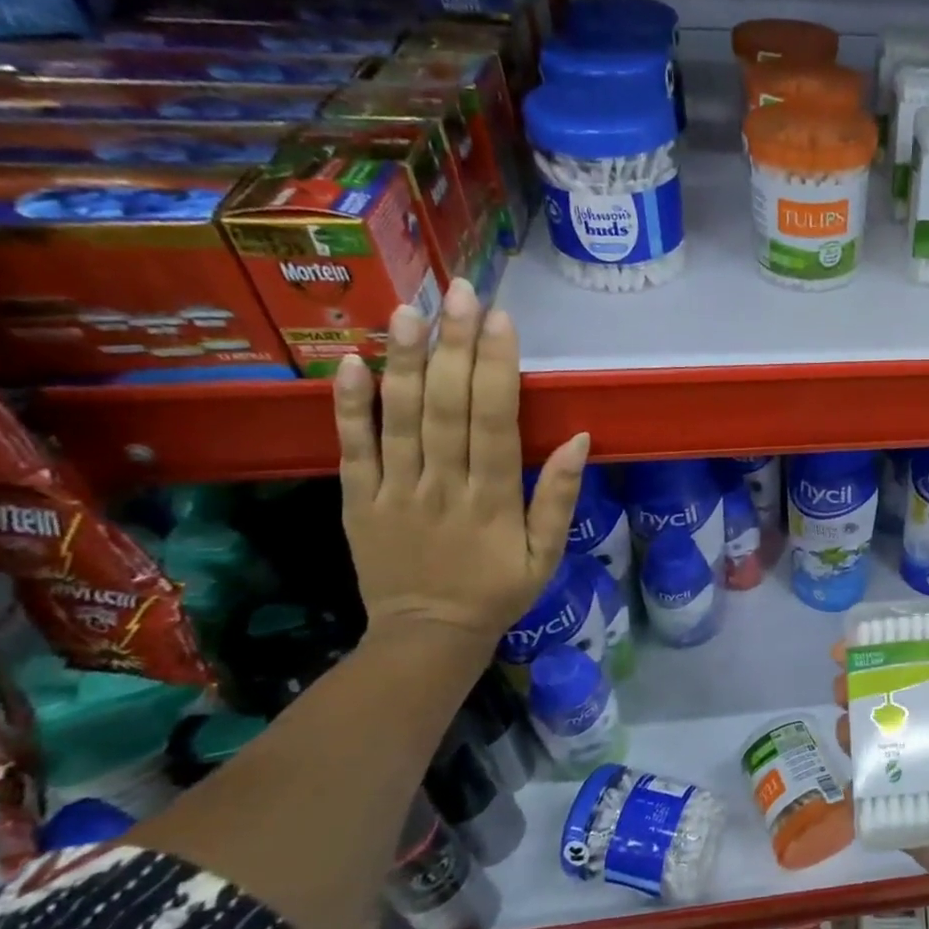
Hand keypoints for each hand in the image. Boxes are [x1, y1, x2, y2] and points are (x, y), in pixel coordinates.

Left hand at [333, 278, 588, 648]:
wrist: (427, 636)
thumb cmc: (498, 592)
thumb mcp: (546, 555)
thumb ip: (558, 498)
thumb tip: (579, 439)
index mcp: (492, 502)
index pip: (493, 423)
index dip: (496, 369)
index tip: (500, 320)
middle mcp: (441, 487)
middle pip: (446, 408)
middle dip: (454, 346)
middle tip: (459, 292)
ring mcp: (393, 492)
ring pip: (399, 418)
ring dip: (404, 361)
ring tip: (410, 310)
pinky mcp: (357, 500)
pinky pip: (351, 448)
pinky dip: (349, 406)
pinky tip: (350, 362)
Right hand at [832, 644, 928, 928]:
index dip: (921, 647)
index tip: (895, 627)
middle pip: (905, 700)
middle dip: (872, 674)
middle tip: (850, 660)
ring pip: (883, 742)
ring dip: (857, 717)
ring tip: (843, 700)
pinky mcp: (915, 827)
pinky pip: (879, 801)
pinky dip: (857, 780)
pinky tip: (846, 757)